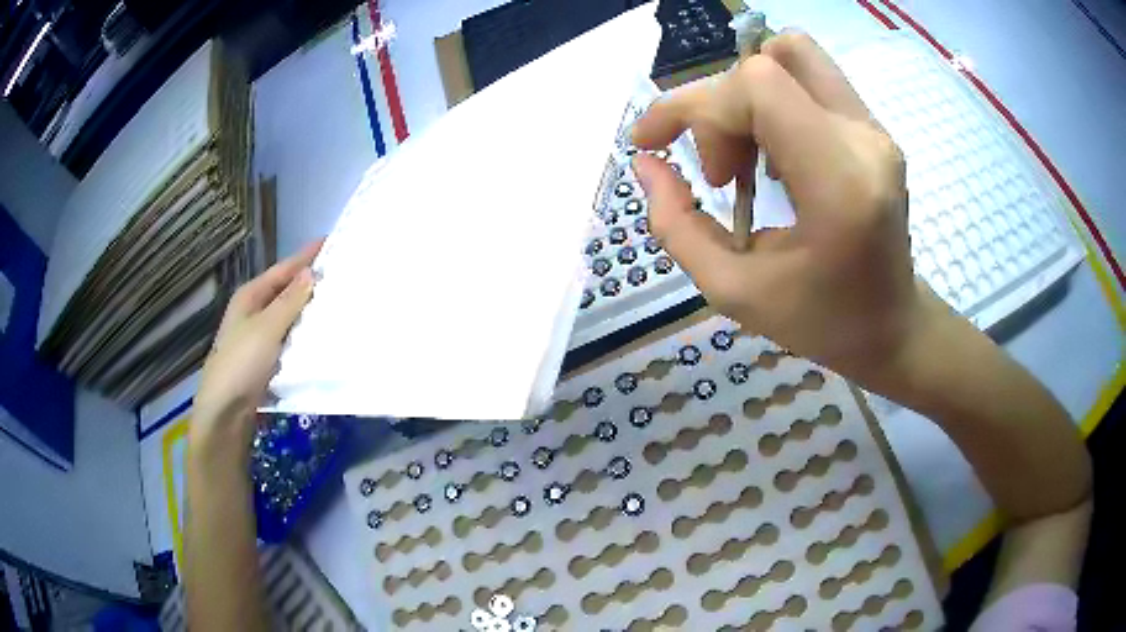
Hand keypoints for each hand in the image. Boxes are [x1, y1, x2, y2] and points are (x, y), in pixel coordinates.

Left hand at [191, 241, 322, 451]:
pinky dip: (305, 335)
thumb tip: (311, 272)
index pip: (283, 269)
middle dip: (311, 283)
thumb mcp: (266, 328)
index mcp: (250, 296)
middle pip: (286, 291)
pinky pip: (290, 339)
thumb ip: (289, 301)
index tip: (333, 242)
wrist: (226, 412)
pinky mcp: (267, 359)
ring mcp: (260, 337)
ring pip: (290, 317)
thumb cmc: (242, 363)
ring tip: (340, 302)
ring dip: (310, 310)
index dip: (306, 256)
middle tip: (343, 274)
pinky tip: (323, 336)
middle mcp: (254, 312)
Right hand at [632, 31, 922, 381]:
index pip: (757, 86)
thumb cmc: (821, 322)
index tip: (655, 144)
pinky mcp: (875, 128)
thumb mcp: (733, 291)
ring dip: (747, 98)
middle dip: (719, 106)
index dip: (692, 103)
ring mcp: (876, 129)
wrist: (892, 328)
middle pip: (770, 62)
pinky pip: (809, 81)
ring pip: (792, 56)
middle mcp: (865, 140)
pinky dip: (773, 105)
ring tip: (746, 164)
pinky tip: (774, 159)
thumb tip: (645, 162)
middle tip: (719, 173)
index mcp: (840, 183)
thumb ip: (677, 225)